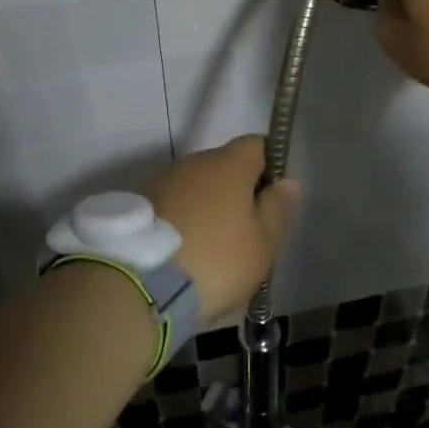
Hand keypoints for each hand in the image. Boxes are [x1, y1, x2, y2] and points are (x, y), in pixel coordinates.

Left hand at [145, 136, 298, 322]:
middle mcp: (195, 162)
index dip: (270, 164)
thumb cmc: (216, 259)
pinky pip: (175, 205)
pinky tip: (189, 251)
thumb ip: (277, 209)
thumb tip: (287, 181)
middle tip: (249, 229)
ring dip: (210, 206)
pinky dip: (186, 220)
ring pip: (198, 186)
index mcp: (229, 164)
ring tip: (217, 246)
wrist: (140, 283)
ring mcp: (164, 182)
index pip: (256, 144)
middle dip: (239, 189)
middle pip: (225, 165)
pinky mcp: (142, 205)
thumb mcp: (262, 244)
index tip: (275, 195)